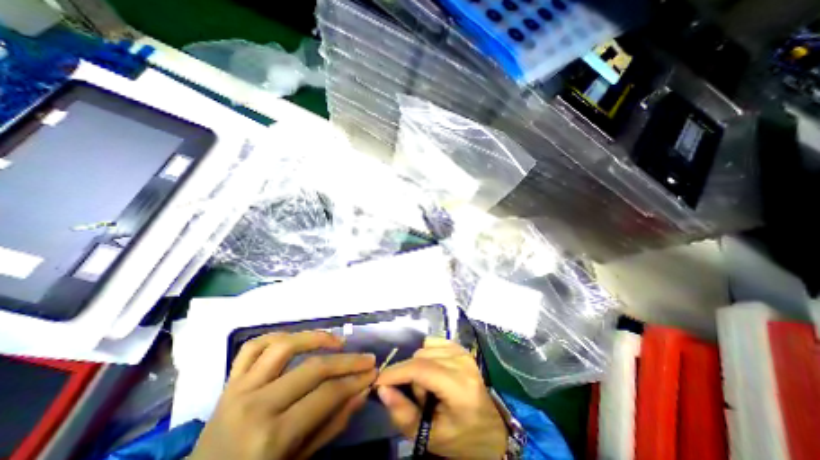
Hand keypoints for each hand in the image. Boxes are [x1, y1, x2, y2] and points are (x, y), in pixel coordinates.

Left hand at [191, 331, 375, 458]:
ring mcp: (239, 389)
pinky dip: (278, 336)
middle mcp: (256, 406)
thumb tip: (362, 391)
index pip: (326, 394)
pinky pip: (253, 346)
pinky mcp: (229, 381)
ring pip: (284, 345)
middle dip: (347, 361)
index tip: (373, 372)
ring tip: (337, 341)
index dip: (355, 381)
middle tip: (367, 358)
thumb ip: (332, 424)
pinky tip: (297, 338)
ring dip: (316, 337)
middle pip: (313, 368)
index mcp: (271, 437)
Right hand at [373, 339, 507, 458]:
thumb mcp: (430, 436)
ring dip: (418, 366)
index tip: (378, 381)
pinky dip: (426, 355)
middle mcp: (462, 362)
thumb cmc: (462, 438)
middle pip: (420, 357)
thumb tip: (382, 389)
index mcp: (459, 387)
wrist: (491, 431)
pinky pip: (433, 342)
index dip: (396, 372)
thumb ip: (403, 414)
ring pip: (425, 348)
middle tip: (416, 397)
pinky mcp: (461, 348)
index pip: (420, 369)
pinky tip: (432, 371)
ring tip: (427, 386)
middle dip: (409, 375)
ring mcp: (463, 352)